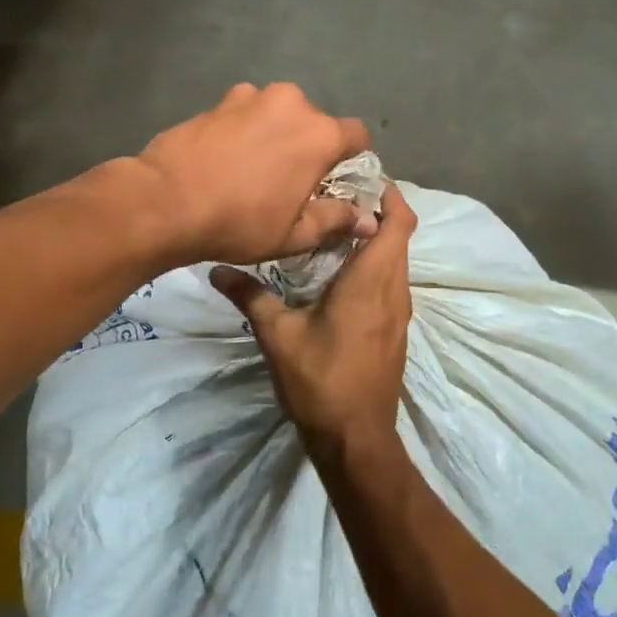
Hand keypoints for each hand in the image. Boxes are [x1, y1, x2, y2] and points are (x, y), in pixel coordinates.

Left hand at [136, 83, 374, 264]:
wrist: (165, 201)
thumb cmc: (239, 222)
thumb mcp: (294, 234)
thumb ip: (336, 220)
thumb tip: (368, 221)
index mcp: (320, 134)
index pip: (358, 135)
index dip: (353, 158)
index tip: (337, 181)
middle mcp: (292, 103)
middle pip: (316, 122)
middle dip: (311, 146)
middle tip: (292, 180)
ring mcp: (252, 96)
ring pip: (279, 114)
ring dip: (277, 133)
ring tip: (255, 167)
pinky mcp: (219, 100)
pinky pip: (247, 111)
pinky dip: (246, 128)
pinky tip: (227, 156)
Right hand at [210, 184, 416, 463]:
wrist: (357, 438)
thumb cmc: (320, 381)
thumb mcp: (278, 335)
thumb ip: (250, 296)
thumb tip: (217, 268)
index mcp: (372, 279)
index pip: (399, 221)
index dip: (389, 194)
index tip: (361, 178)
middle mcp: (394, 288)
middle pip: (400, 235)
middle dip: (377, 211)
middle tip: (336, 197)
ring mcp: (400, 311)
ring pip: (397, 259)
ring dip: (376, 239)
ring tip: (334, 229)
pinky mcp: (396, 329)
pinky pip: (393, 282)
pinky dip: (376, 265)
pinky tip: (341, 274)